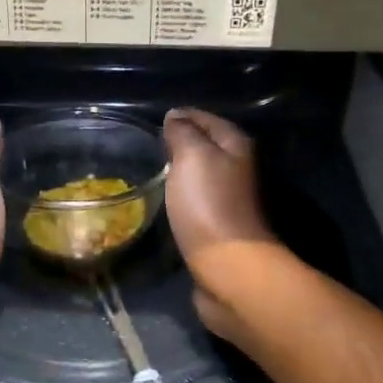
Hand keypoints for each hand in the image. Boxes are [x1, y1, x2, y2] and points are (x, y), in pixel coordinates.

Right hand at [162, 108, 282, 340]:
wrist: (228, 267)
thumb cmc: (209, 204)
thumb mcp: (192, 156)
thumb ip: (183, 132)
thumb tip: (175, 116)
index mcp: (236, 146)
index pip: (205, 118)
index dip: (181, 116)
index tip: (151, 120)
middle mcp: (237, 169)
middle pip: (205, 146)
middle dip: (179, 143)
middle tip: (145, 145)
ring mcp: (228, 200)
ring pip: (200, 175)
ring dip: (179, 172)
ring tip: (149, 170)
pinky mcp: (217, 227)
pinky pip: (195, 201)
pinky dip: (180, 197)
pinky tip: (162, 200)